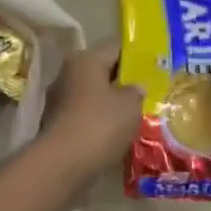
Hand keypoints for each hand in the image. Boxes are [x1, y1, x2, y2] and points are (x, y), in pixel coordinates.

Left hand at [39, 40, 143, 174]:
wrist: (64, 163)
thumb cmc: (100, 124)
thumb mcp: (130, 105)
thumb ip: (136, 92)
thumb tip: (134, 88)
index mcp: (84, 60)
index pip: (113, 47)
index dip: (135, 55)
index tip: (153, 65)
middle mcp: (67, 74)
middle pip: (100, 71)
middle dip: (122, 81)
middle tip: (147, 91)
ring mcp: (58, 100)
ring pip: (92, 95)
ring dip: (110, 103)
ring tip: (135, 114)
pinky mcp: (57, 124)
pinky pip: (84, 115)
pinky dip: (99, 121)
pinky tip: (116, 132)